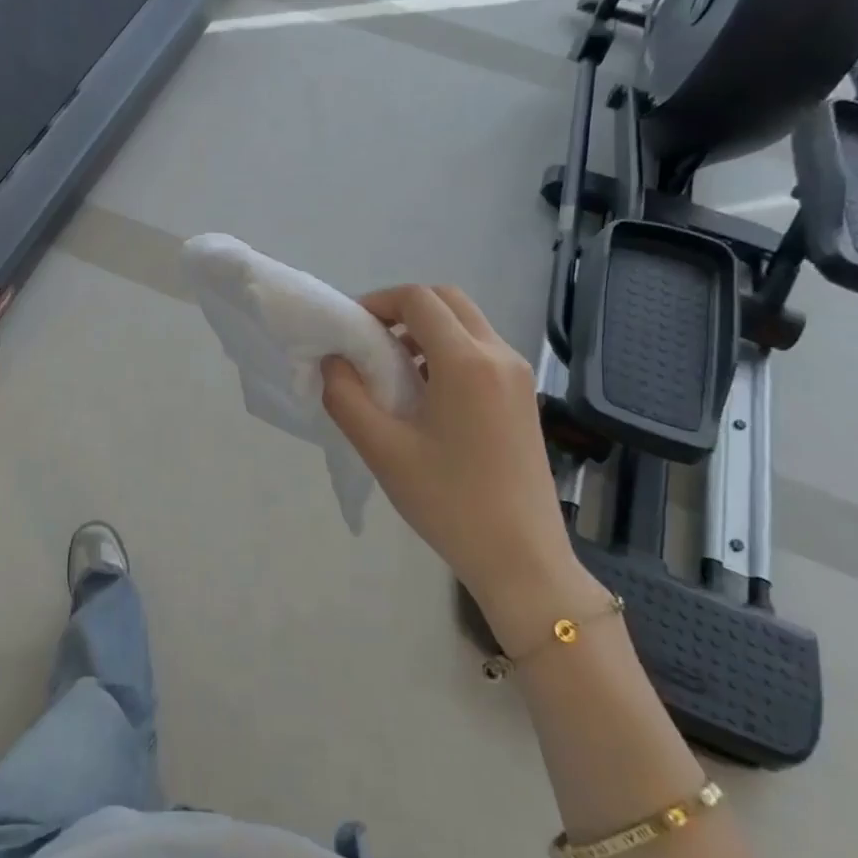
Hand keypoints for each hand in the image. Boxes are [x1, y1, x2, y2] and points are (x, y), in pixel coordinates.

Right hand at [322, 284, 575, 606]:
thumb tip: (333, 361)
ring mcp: (519, 376)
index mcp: (467, 362)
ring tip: (393, 372)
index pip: (418, 299)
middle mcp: (499, 356)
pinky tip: (426, 395)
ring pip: (468, 324)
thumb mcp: (382, 450)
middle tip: (370, 342)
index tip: (350, 330)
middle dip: (404, 309)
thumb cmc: (448, 502)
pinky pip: (482, 351)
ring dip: (427, 330)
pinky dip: (448, 351)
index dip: (377, 302)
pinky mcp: (524, 397)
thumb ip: (346, 396)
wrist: (522, 558)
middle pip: (448, 300)